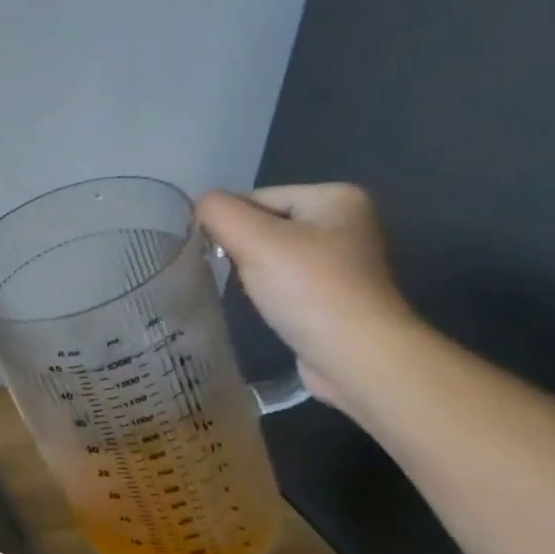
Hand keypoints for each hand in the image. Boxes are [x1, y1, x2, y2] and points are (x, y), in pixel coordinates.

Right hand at [195, 183, 417, 407]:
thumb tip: (198, 204)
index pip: (255, 197)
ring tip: (252, 292)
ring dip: (252, 269)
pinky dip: (269, 289)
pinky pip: (286, 278)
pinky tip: (268, 305)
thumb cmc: (308, 288)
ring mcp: (344, 258)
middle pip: (264, 223)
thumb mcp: (253, 239)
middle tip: (236, 274)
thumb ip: (218, 212)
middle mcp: (346, 221)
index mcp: (335, 197)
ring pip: (272, 252)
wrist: (357, 356)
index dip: (229, 224)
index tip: (219, 254)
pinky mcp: (336, 291)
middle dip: (240, 247)